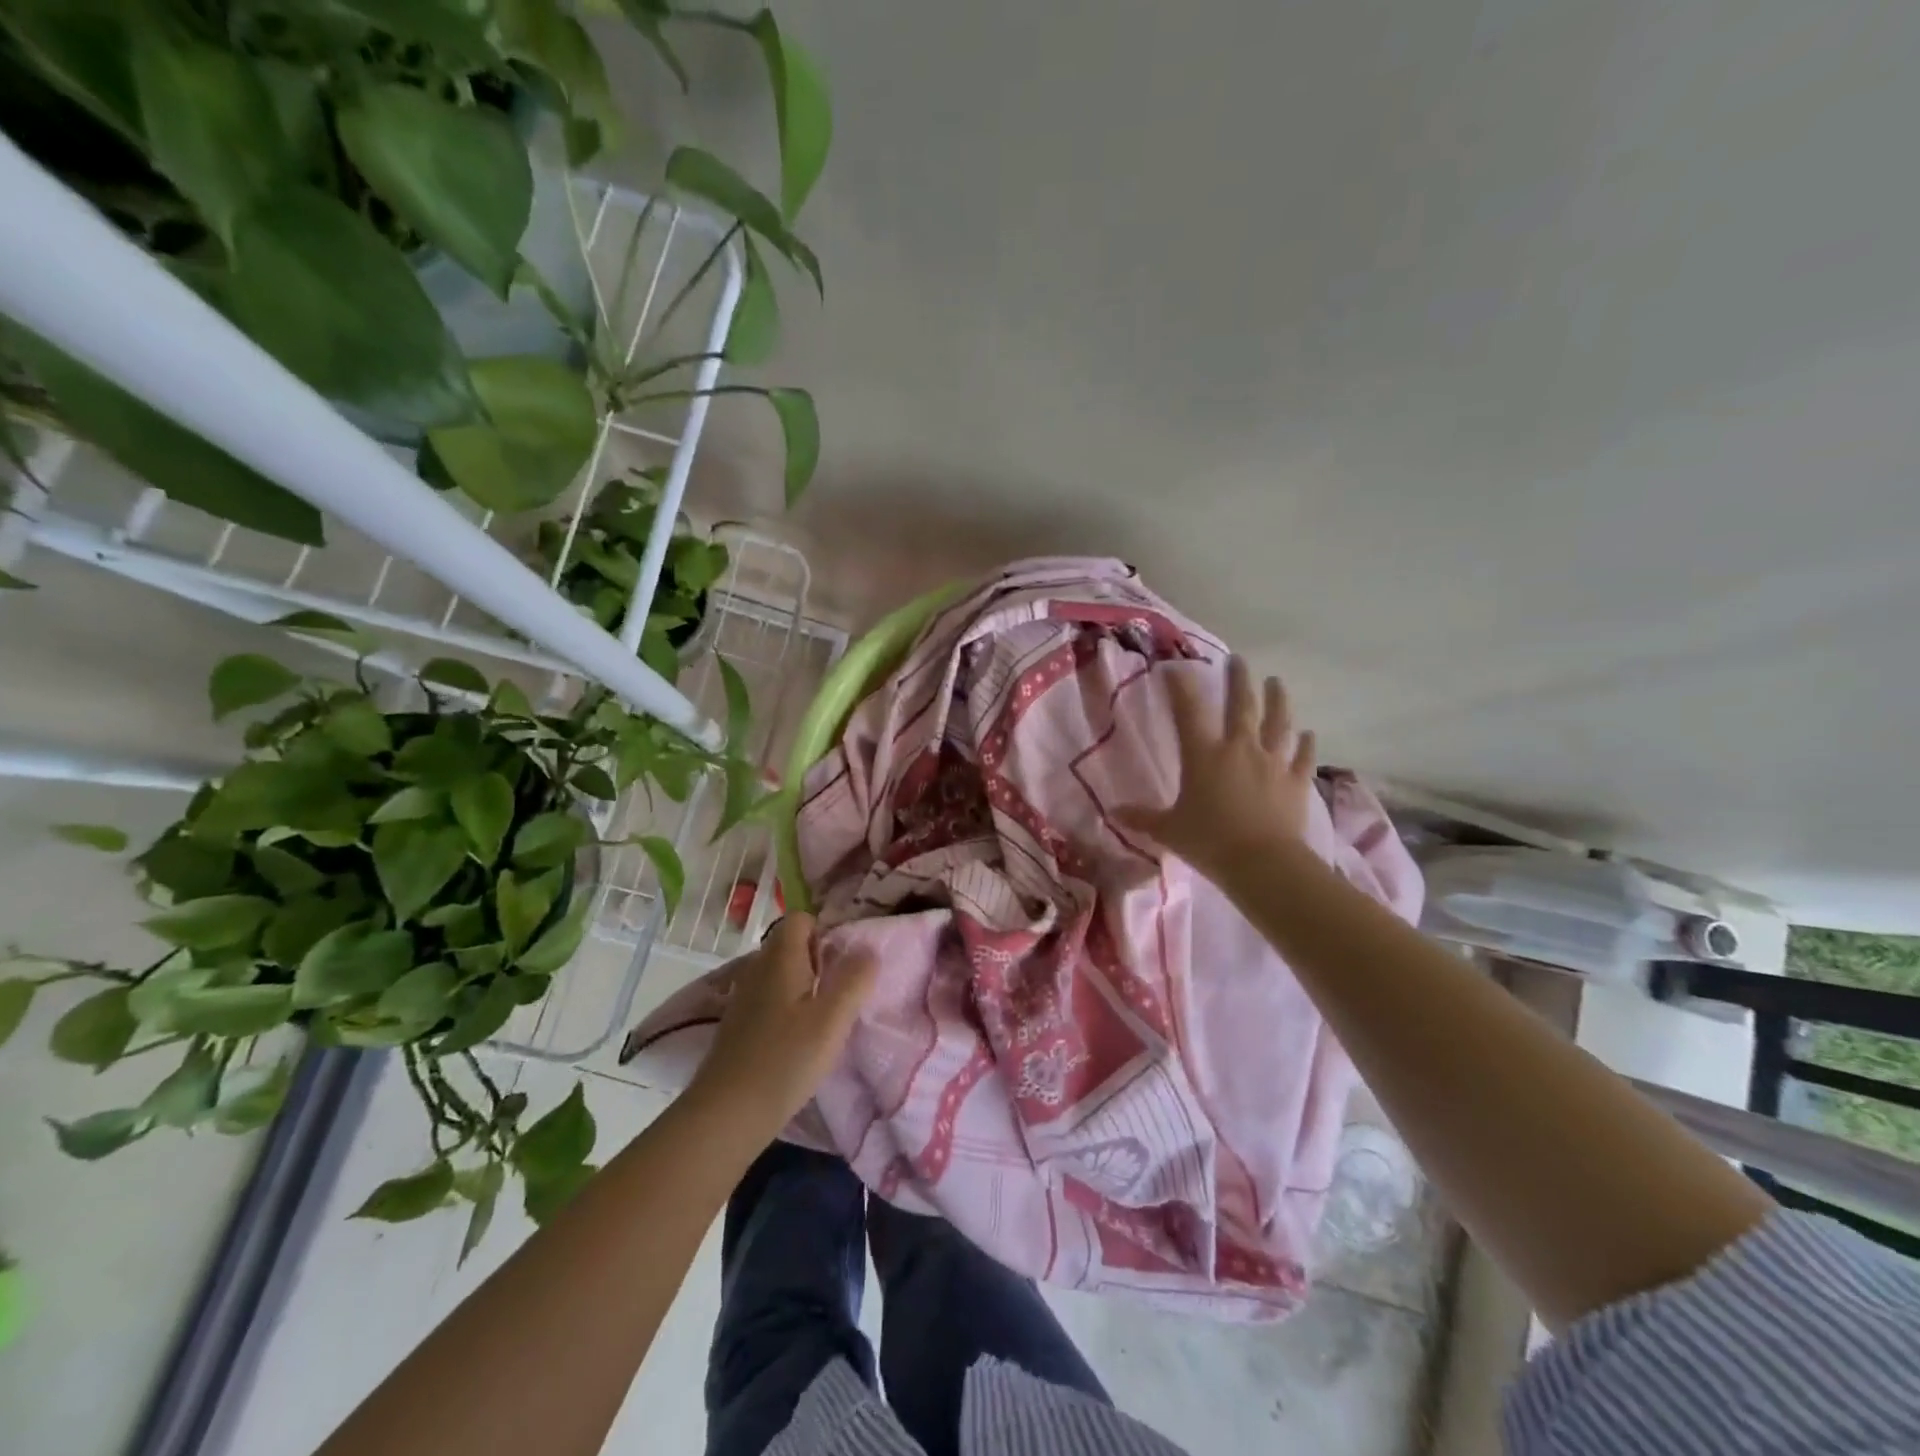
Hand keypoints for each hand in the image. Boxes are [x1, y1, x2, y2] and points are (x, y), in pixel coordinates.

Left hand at [684, 914, 877, 1137]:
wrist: (727, 1115)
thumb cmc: (785, 1060)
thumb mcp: (832, 1020)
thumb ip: (854, 979)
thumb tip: (868, 950)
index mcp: (780, 958)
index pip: (800, 918)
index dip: (824, 932)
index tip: (843, 964)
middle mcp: (757, 968)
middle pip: (791, 945)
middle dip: (818, 960)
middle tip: (840, 994)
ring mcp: (744, 997)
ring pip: (780, 973)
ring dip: (804, 986)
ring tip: (824, 1019)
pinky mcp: (738, 1024)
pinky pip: (769, 998)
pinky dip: (787, 1008)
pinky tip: (799, 1040)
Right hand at [1116, 655, 1318, 883]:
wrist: (1263, 863)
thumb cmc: (1209, 842)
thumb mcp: (1168, 830)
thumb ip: (1142, 818)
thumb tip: (1114, 812)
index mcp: (1203, 755)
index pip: (1189, 711)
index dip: (1181, 686)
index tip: (1177, 667)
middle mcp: (1239, 749)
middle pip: (1241, 705)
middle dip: (1238, 680)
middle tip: (1237, 660)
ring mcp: (1272, 762)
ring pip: (1277, 722)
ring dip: (1277, 699)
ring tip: (1276, 682)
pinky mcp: (1295, 781)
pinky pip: (1302, 757)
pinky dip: (1305, 744)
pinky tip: (1308, 734)